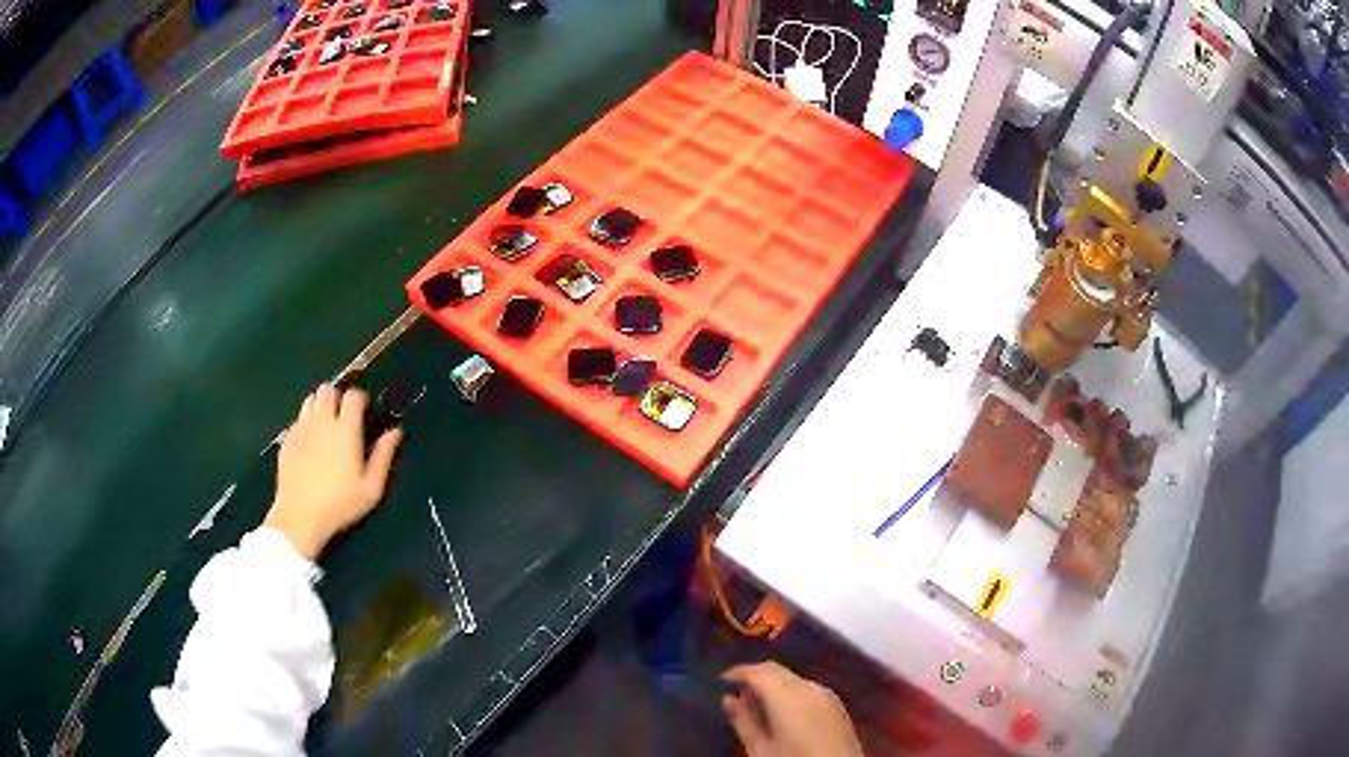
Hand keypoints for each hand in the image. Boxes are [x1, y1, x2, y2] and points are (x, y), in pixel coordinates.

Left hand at [264, 383, 402, 559]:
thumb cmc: (340, 504)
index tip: (365, 412)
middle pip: (328, 389)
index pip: (353, 395)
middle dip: (338, 397)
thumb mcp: (371, 488)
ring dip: (320, 406)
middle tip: (344, 418)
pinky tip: (311, 444)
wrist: (300, 517)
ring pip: (310, 399)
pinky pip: (298, 419)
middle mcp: (322, 421)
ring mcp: (301, 428)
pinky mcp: (287, 439)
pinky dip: (306, 423)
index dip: (361, 398)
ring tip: (327, 426)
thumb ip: (384, 456)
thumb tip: (395, 432)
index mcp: (345, 430)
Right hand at [723, 662, 863, 756]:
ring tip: (755, 707)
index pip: (759, 671)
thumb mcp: (761, 750)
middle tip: (735, 693)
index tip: (720, 680)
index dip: (737, 672)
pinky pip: (808, 691)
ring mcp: (828, 696)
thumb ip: (744, 722)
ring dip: (773, 687)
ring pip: (794, 680)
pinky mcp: (838, 708)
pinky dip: (790, 695)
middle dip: (755, 677)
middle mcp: (811, 687)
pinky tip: (780, 715)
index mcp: (789, 695)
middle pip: (778, 672)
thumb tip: (729, 699)